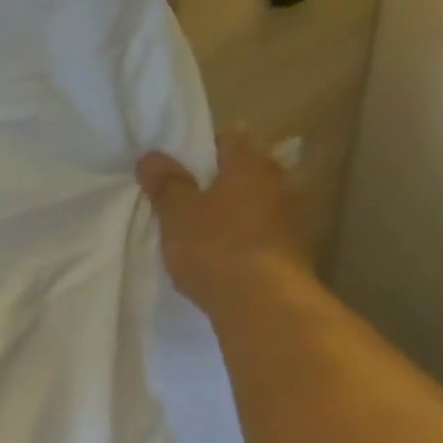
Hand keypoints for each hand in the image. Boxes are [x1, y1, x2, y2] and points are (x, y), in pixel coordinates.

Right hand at [136, 134, 314, 309]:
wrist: (262, 302)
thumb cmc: (215, 247)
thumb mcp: (177, 214)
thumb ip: (166, 184)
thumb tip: (151, 157)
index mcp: (250, 164)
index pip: (228, 139)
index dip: (201, 149)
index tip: (177, 167)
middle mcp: (278, 183)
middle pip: (243, 173)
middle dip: (217, 183)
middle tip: (184, 200)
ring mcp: (290, 218)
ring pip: (253, 205)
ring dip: (231, 214)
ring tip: (200, 232)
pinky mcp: (291, 252)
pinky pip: (259, 235)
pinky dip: (241, 240)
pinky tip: (220, 257)